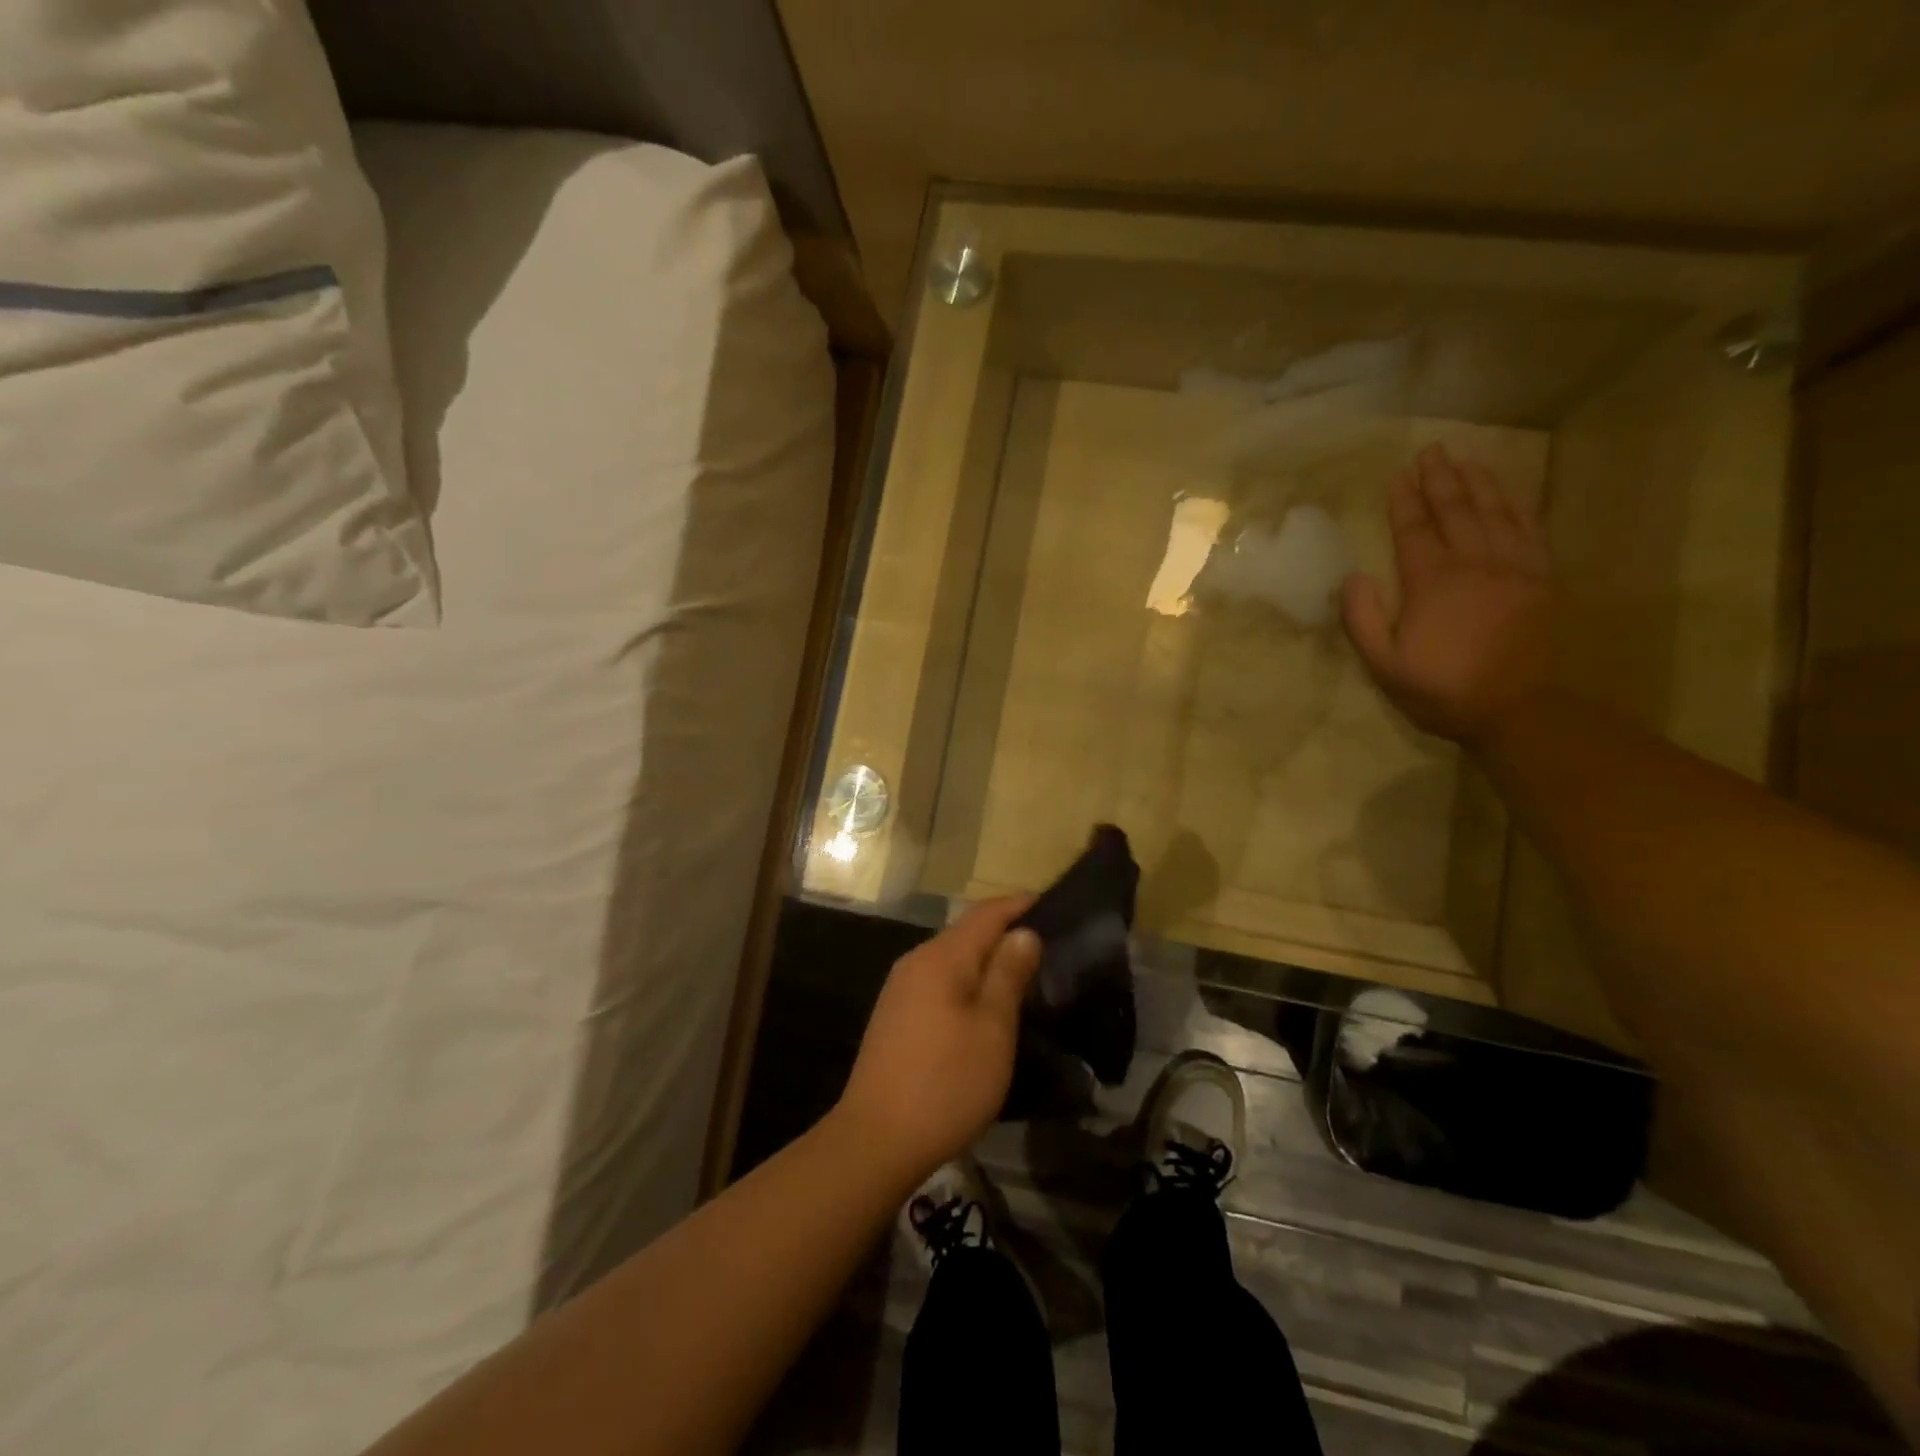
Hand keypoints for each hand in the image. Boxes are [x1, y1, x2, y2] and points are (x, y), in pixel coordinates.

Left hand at [834, 897, 1041, 1186]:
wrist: (875, 1140)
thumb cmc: (945, 1083)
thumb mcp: (992, 1029)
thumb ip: (1008, 974)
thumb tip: (1023, 932)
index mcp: (942, 957)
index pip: (986, 913)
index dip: (1019, 905)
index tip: (1052, 905)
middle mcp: (916, 961)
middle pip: (967, 933)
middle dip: (1005, 933)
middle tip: (1047, 948)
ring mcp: (900, 989)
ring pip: (952, 960)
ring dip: (986, 961)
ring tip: (1022, 977)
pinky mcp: (894, 1016)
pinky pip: (939, 983)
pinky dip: (966, 983)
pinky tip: (983, 1007)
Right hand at [1341, 444, 1552, 744]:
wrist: (1517, 708)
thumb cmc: (1440, 689)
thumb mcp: (1384, 665)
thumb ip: (1363, 619)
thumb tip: (1352, 577)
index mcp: (1432, 582)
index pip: (1414, 531)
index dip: (1404, 502)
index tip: (1397, 476)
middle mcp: (1474, 563)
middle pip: (1455, 511)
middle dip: (1439, 479)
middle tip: (1431, 451)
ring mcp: (1513, 567)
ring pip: (1495, 512)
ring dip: (1478, 482)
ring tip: (1464, 459)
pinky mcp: (1540, 578)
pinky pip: (1529, 529)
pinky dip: (1516, 505)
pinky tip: (1508, 493)